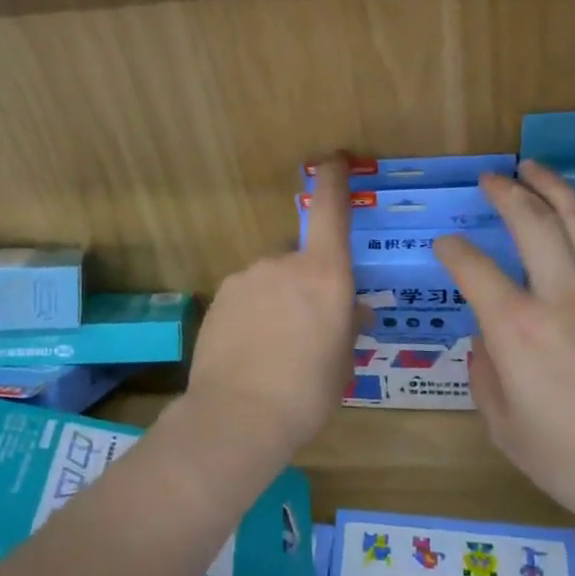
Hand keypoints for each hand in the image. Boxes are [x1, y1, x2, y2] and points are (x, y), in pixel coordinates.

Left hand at [187, 156, 358, 453]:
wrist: (238, 415)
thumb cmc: (307, 392)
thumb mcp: (343, 362)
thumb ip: (348, 326)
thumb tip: (355, 310)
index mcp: (324, 274)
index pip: (331, 213)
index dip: (334, 181)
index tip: (334, 160)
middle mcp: (283, 264)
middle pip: (300, 259)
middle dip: (307, 283)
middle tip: (309, 330)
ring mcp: (246, 278)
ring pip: (270, 280)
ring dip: (277, 301)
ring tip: (276, 349)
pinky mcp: (219, 298)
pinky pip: (246, 297)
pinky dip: (252, 314)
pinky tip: (251, 350)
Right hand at [435, 160, 574, 548]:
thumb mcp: (506, 430)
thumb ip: (486, 376)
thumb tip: (488, 342)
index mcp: (517, 327)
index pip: (472, 268)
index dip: (451, 250)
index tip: (444, 245)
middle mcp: (564, 296)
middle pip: (531, 224)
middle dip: (505, 193)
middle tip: (491, 178)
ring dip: (556, 190)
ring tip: (537, 170)